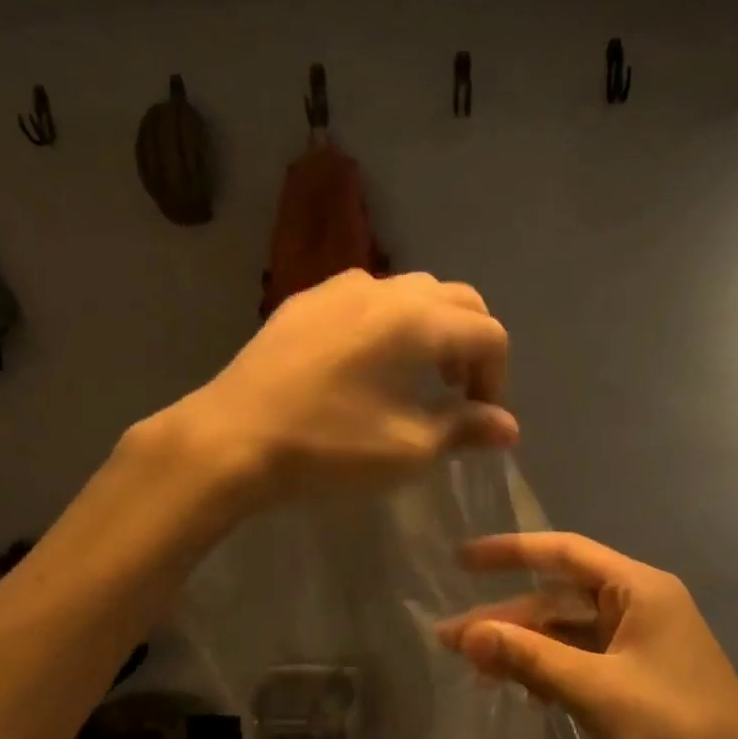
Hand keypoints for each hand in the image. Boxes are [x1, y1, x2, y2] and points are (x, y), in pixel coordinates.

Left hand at [175, 271, 517, 505]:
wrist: (230, 439)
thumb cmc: (328, 447)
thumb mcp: (407, 449)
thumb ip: (464, 429)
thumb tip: (507, 426)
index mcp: (417, 320)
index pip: (487, 333)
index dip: (497, 377)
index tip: (482, 420)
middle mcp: (383, 289)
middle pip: (455, 300)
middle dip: (470, 343)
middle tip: (458, 392)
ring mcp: (336, 289)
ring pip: (408, 292)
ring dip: (430, 328)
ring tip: (415, 376)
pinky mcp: (302, 303)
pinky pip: (364, 299)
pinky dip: (387, 323)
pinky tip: (365, 365)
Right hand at [436, 532, 737, 738]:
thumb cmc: (676, 731)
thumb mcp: (594, 690)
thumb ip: (528, 656)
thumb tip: (465, 633)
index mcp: (639, 589)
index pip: (563, 552)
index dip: (509, 552)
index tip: (461, 561)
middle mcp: (640, 606)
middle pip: (559, 598)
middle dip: (506, 617)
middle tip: (450, 639)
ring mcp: (641, 645)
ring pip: (567, 633)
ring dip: (524, 648)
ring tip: (474, 671)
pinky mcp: (639, 680)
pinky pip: (582, 662)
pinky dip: (549, 672)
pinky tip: (522, 693)